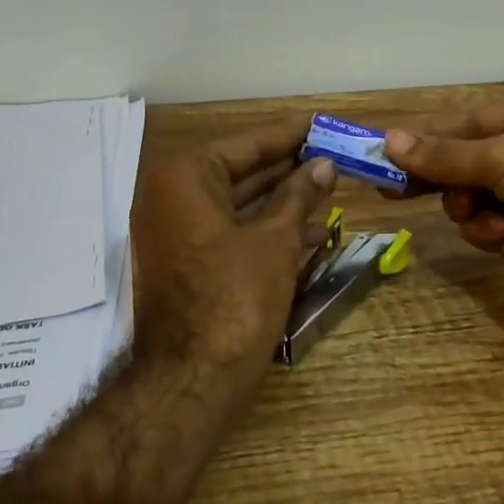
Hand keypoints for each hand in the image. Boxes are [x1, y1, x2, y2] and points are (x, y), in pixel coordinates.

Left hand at [131, 116, 336, 382]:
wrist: (190, 381)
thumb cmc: (234, 298)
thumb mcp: (275, 240)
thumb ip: (298, 196)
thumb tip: (322, 165)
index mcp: (185, 178)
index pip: (246, 144)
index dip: (289, 135)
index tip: (322, 122)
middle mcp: (170, 197)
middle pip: (239, 171)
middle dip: (288, 168)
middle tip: (332, 156)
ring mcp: (174, 232)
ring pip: (236, 204)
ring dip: (282, 201)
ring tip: (330, 190)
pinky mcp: (184, 262)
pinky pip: (228, 232)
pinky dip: (264, 229)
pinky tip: (309, 233)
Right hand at [384, 105, 503, 311]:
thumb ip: (445, 155)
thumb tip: (389, 141)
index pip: (461, 123)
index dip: (422, 137)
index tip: (382, 152)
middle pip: (460, 161)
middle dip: (432, 175)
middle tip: (390, 190)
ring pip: (468, 197)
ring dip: (466, 206)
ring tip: (477, 211)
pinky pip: (485, 228)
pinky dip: (487, 231)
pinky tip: (502, 236)